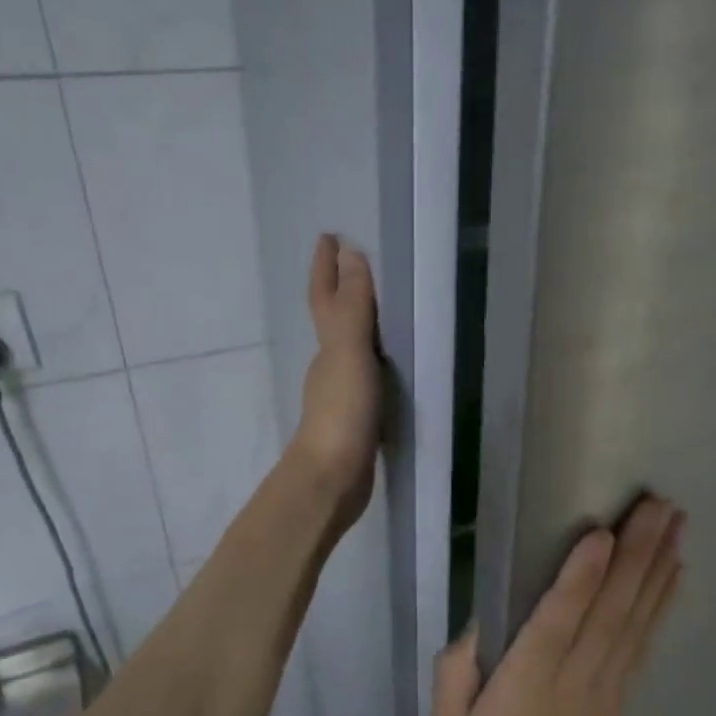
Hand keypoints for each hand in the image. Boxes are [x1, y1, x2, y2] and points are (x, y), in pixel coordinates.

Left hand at [291, 235, 382, 532]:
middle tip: (356, 265)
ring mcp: (341, 395)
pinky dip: (375, 363)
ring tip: (380, 312)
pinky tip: (390, 370)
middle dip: (340, 290)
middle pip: (332, 319)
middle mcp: (330, 365)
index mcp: (328, 346)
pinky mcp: (356, 421)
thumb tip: (350, 252)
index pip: (325, 296)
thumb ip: (354, 306)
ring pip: (349, 349)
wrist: (331, 479)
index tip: (329, 236)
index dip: (326, 267)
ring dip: (359, 327)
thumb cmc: (342, 412)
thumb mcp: (350, 352)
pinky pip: (367, 378)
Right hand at [433, 496, 684, 715]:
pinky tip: (675, 572)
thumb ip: (457, 675)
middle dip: (636, 553)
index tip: (602, 532)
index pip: (556, 624)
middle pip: (609, 611)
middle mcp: (574, 682)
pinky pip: (642, 642)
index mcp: (525, 690)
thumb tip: (483, 622)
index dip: (580, 578)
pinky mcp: (621, 700)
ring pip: (634, 620)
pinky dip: (660, 604)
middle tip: (659, 503)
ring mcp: (606, 691)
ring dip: (656, 567)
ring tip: (677, 522)